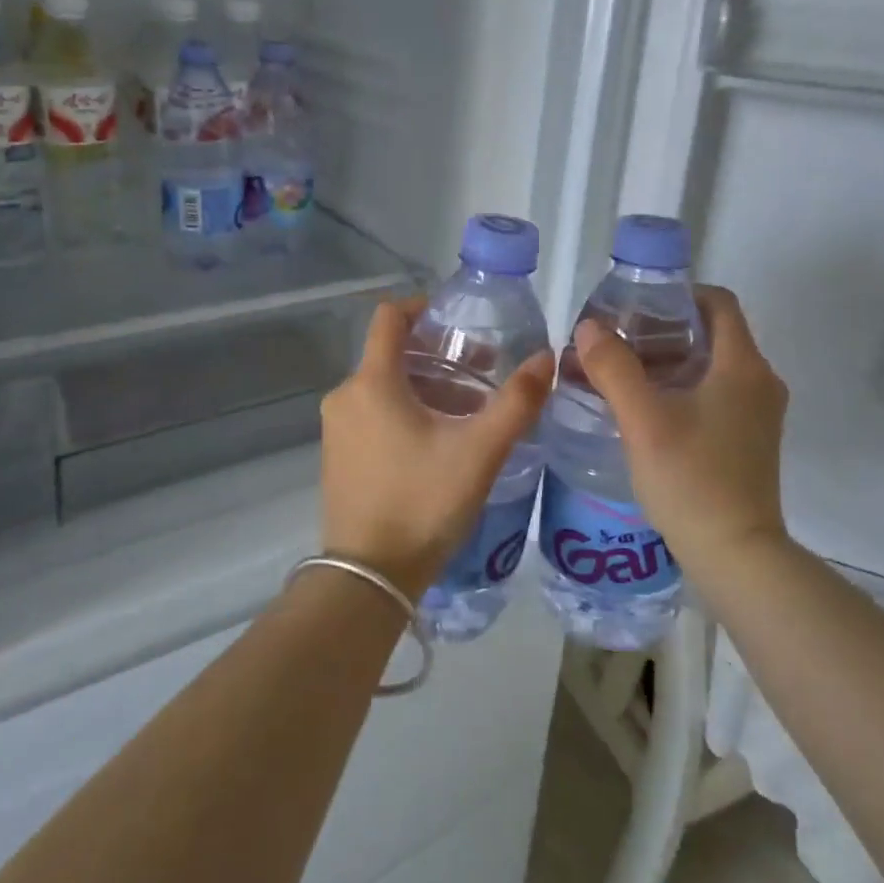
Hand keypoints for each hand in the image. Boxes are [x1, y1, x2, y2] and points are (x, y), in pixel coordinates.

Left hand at [319, 297, 554, 600]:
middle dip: (438, 357)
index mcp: (372, 382)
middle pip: (391, 354)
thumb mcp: (479, 452)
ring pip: (384, 387)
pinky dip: (405, 412)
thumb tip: (546, 357)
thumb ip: (516, 402)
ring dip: (425, 388)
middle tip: (482, 374)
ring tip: (469, 412)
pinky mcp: (338, 456)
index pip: (389, 317)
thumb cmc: (422, 502)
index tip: (458, 318)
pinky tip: (438, 442)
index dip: (423, 306)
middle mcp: (346, 396)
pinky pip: (373, 414)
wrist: (368, 576)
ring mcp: (337, 428)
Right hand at [571, 285, 789, 578]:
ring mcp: (758, 414)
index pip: (717, 302)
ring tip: (619, 376)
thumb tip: (589, 327)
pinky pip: (714, 395)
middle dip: (661, 331)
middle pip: (710, 334)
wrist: (737, 555)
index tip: (635, 307)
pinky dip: (680, 390)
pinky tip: (643, 411)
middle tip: (615, 343)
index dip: (677, 294)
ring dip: (667, 363)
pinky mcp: (749, 440)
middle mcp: (759, 382)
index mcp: (742, 366)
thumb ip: (614, 368)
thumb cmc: (692, 479)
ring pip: (710, 367)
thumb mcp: (643, 420)